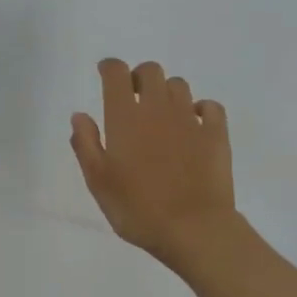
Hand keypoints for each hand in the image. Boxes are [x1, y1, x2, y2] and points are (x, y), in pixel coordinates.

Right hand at [71, 59, 235, 266]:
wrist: (193, 228)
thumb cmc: (137, 208)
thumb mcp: (98, 181)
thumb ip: (86, 144)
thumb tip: (80, 115)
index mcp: (125, 116)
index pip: (116, 73)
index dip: (109, 67)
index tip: (104, 74)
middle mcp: (158, 108)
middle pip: (151, 71)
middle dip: (139, 77)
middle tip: (133, 97)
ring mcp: (191, 119)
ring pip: (179, 86)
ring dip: (166, 92)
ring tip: (161, 115)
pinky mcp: (216, 134)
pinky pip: (210, 107)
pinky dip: (200, 109)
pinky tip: (194, 124)